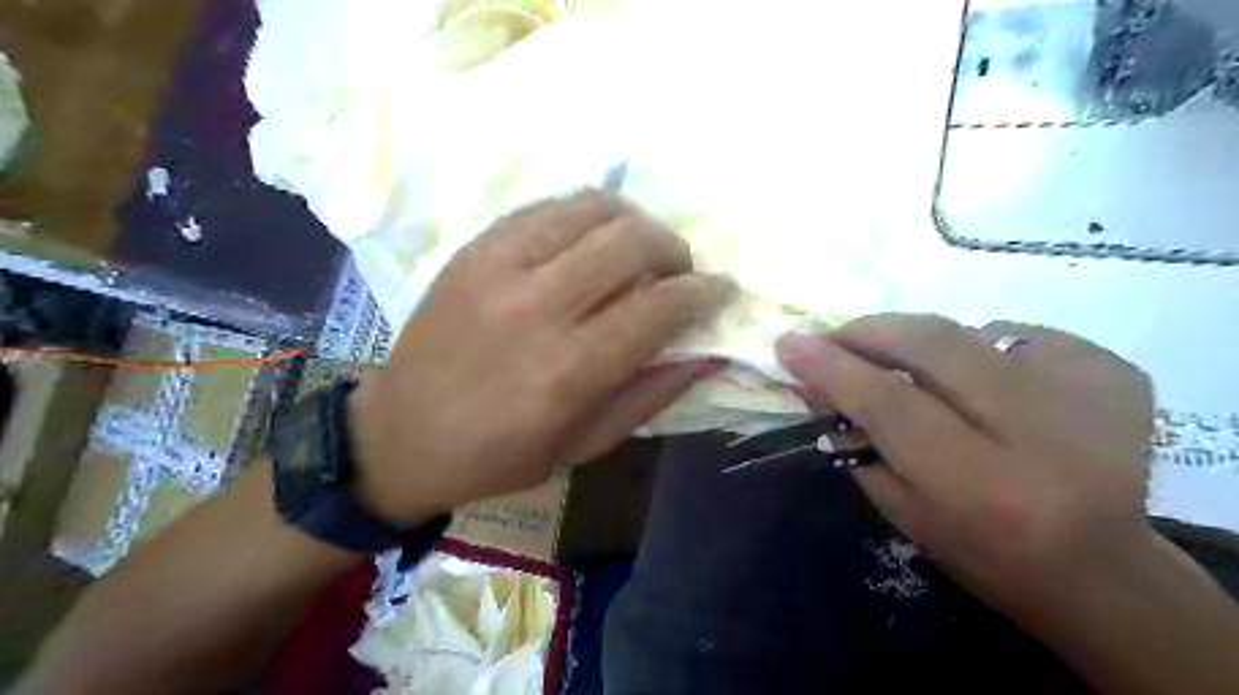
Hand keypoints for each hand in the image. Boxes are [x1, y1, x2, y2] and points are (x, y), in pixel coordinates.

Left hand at [343, 189, 727, 525]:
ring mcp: (498, 268)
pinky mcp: (474, 248)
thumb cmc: (496, 457)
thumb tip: (707, 353)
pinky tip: (591, 242)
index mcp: (566, 372)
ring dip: (635, 223)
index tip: (719, 292)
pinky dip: (586, 217)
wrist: (397, 436)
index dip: (702, 293)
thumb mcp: (582, 447)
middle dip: (674, 250)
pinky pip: (548, 208)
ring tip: (640, 252)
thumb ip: (650, 396)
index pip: (658, 308)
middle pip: (631, 242)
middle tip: (678, 273)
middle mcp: (536, 308)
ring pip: (593, 210)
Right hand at [777, 316, 1157, 617]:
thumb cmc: (982, 551)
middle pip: (933, 345)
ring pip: (968, 331)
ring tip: (900, 364)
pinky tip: (977, 381)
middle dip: (868, 331)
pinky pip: (1014, 335)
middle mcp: (1040, 433)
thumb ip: (853, 438)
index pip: (890, 402)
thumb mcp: (901, 509)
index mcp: (982, 486)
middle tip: (832, 336)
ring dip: (916, 341)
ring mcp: (1087, 393)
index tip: (789, 344)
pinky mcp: (1111, 371)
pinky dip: (976, 348)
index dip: (832, 367)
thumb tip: (811, 378)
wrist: (1102, 568)